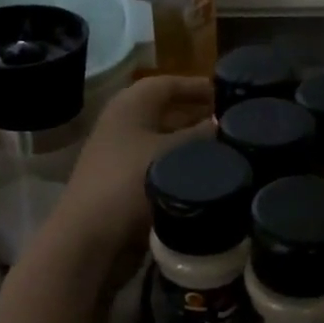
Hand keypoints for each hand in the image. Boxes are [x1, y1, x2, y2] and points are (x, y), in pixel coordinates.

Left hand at [48, 76, 213, 267]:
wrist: (90, 238)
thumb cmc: (130, 183)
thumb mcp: (174, 155)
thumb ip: (203, 135)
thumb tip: (227, 122)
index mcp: (130, 106)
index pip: (168, 84)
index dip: (197, 86)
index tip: (228, 94)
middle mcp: (122, 124)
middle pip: (166, 111)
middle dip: (198, 115)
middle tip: (233, 123)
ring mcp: (120, 155)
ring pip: (164, 141)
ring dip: (191, 143)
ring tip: (227, 149)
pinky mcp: (123, 184)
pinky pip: (159, 165)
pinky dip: (180, 166)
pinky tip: (204, 176)